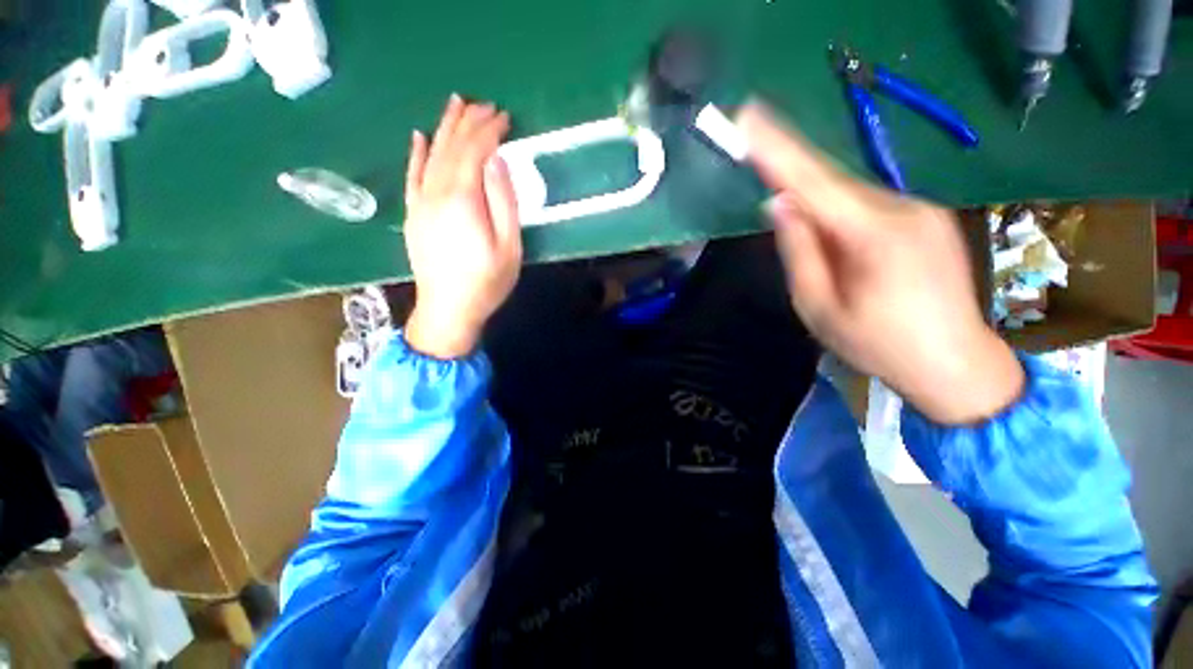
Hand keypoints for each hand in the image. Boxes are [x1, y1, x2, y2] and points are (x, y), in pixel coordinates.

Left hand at [403, 94, 521, 358]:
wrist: (448, 310)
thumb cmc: (486, 282)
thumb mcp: (509, 247)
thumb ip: (503, 202)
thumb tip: (497, 162)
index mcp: (463, 200)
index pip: (475, 151)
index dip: (489, 131)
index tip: (505, 117)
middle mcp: (436, 193)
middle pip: (452, 147)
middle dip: (469, 122)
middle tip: (485, 105)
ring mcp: (420, 203)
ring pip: (431, 155)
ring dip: (445, 128)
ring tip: (456, 106)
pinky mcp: (413, 215)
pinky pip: (412, 176)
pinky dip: (417, 154)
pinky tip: (420, 137)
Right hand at [737, 103, 1023, 423]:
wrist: (956, 365)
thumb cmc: (878, 346)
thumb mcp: (818, 307)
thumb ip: (799, 251)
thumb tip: (779, 205)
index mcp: (875, 235)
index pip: (814, 180)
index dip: (777, 148)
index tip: (749, 116)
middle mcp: (904, 208)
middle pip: (832, 183)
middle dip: (793, 177)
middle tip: (763, 165)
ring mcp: (922, 211)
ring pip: (850, 195)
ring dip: (817, 205)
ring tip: (812, 244)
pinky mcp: (927, 220)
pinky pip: (868, 206)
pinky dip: (840, 214)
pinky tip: (838, 244)